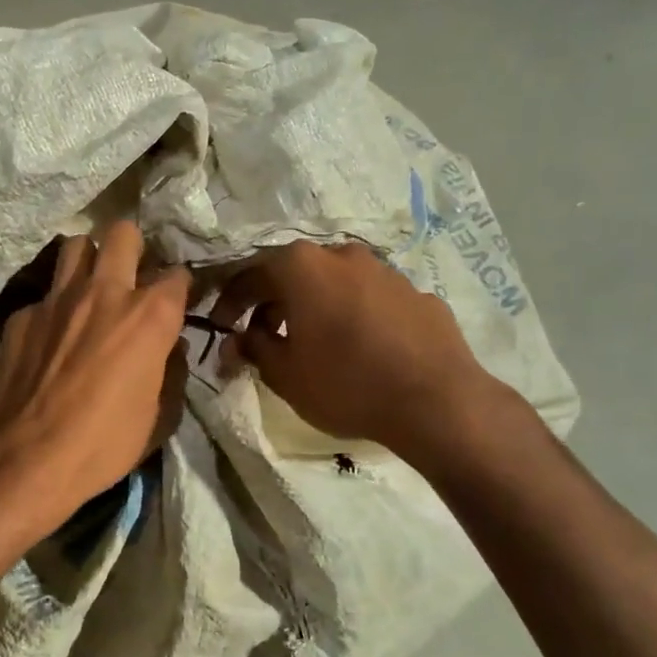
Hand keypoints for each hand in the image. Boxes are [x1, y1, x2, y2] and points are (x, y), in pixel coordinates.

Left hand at [0, 221, 190, 536]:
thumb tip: (170, 348)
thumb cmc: (104, 444)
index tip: (176, 303)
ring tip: (89, 291)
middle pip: (122, 233)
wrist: (25, 458)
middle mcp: (104, 292)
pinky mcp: (22, 316)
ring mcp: (57, 299)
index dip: (179, 288)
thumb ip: (171, 371)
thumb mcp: (159, 418)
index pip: (177, 276)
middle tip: (130, 277)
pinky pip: (44, 297)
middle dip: (132, 248)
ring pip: (76, 247)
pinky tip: (50, 340)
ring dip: (88, 261)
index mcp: (149, 316)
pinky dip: (54, 310)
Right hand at [209, 242, 499, 455]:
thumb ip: (253, 349)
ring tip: (311, 341)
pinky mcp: (417, 293)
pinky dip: (354, 315)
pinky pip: (371, 299)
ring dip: (314, 306)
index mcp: (303, 267)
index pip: (250, 274)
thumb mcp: (285, 374)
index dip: (229, 301)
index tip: (220, 326)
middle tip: (262, 336)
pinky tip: (359, 347)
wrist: (436, 401)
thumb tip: (236, 340)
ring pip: (335, 282)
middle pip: (294, 273)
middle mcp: (343, 255)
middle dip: (272, 302)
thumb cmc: (346, 383)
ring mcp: (385, 271)